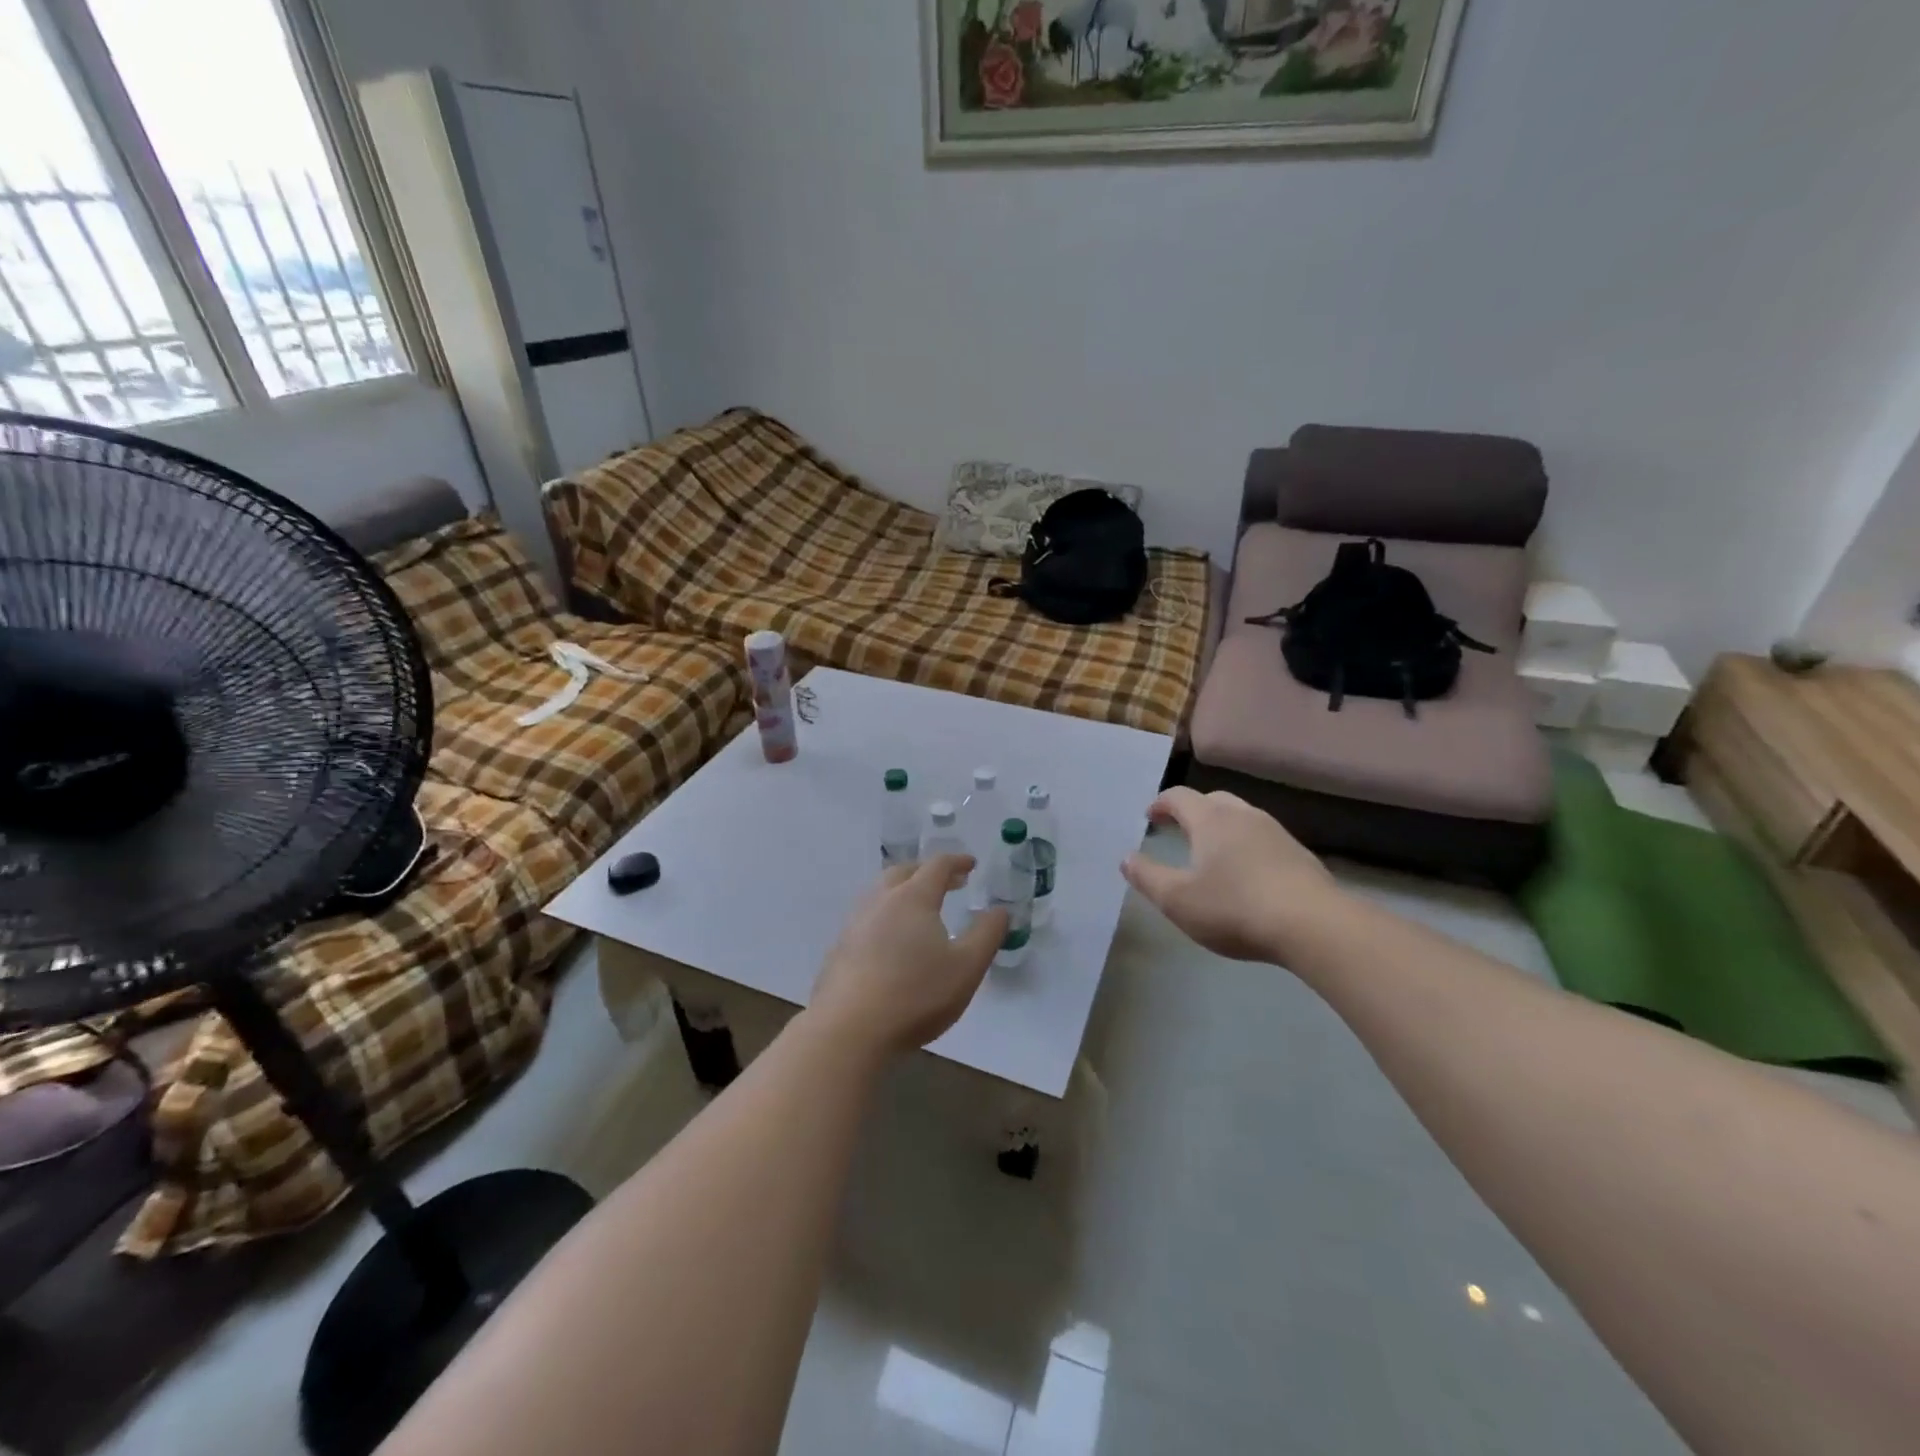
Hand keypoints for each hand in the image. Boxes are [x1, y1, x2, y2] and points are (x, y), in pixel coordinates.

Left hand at [809, 855, 1007, 1055]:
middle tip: (948, 883)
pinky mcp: (839, 948)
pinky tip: (891, 941)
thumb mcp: (967, 967)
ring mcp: (855, 923)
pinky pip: (867, 918)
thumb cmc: (916, 994)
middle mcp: (881, 901)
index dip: (957, 862)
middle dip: (927, 872)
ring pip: (880, 893)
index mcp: (913, 898)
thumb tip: (1000, 910)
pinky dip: (885, 916)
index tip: (971, 864)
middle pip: (904, 872)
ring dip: (903, 891)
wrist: (850, 1030)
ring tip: (919, 910)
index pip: (937, 866)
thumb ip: (987, 934)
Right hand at [1122, 787, 1343, 961]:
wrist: (1314, 925)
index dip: (1161, 803)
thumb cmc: (1234, 908)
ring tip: (1211, 851)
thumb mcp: (1177, 900)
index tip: (1150, 816)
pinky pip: (1263, 839)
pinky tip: (1247, 872)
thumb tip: (1126, 858)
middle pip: (1212, 800)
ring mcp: (1276, 833)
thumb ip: (1147, 877)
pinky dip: (1246, 845)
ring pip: (1242, 817)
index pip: (1179, 797)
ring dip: (1221, 827)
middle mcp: (1244, 816)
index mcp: (1211, 820)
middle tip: (1177, 827)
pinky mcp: (1299, 855)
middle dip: (1191, 810)